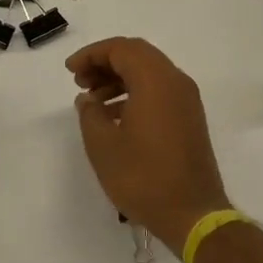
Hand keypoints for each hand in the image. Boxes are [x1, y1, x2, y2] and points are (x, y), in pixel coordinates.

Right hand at [67, 37, 230, 254]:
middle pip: (137, 55)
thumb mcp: (103, 145)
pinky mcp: (190, 118)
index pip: (121, 49)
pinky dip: (135, 93)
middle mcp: (176, 82)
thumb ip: (90, 113)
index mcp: (156, 81)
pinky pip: (159, 91)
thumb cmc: (143, 177)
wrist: (192, 214)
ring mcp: (187, 101)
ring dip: (119, 78)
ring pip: (149, 73)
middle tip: (79, 81)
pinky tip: (114, 116)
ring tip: (93, 100)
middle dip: (105, 63)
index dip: (92, 54)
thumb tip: (88, 99)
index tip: (70, 70)